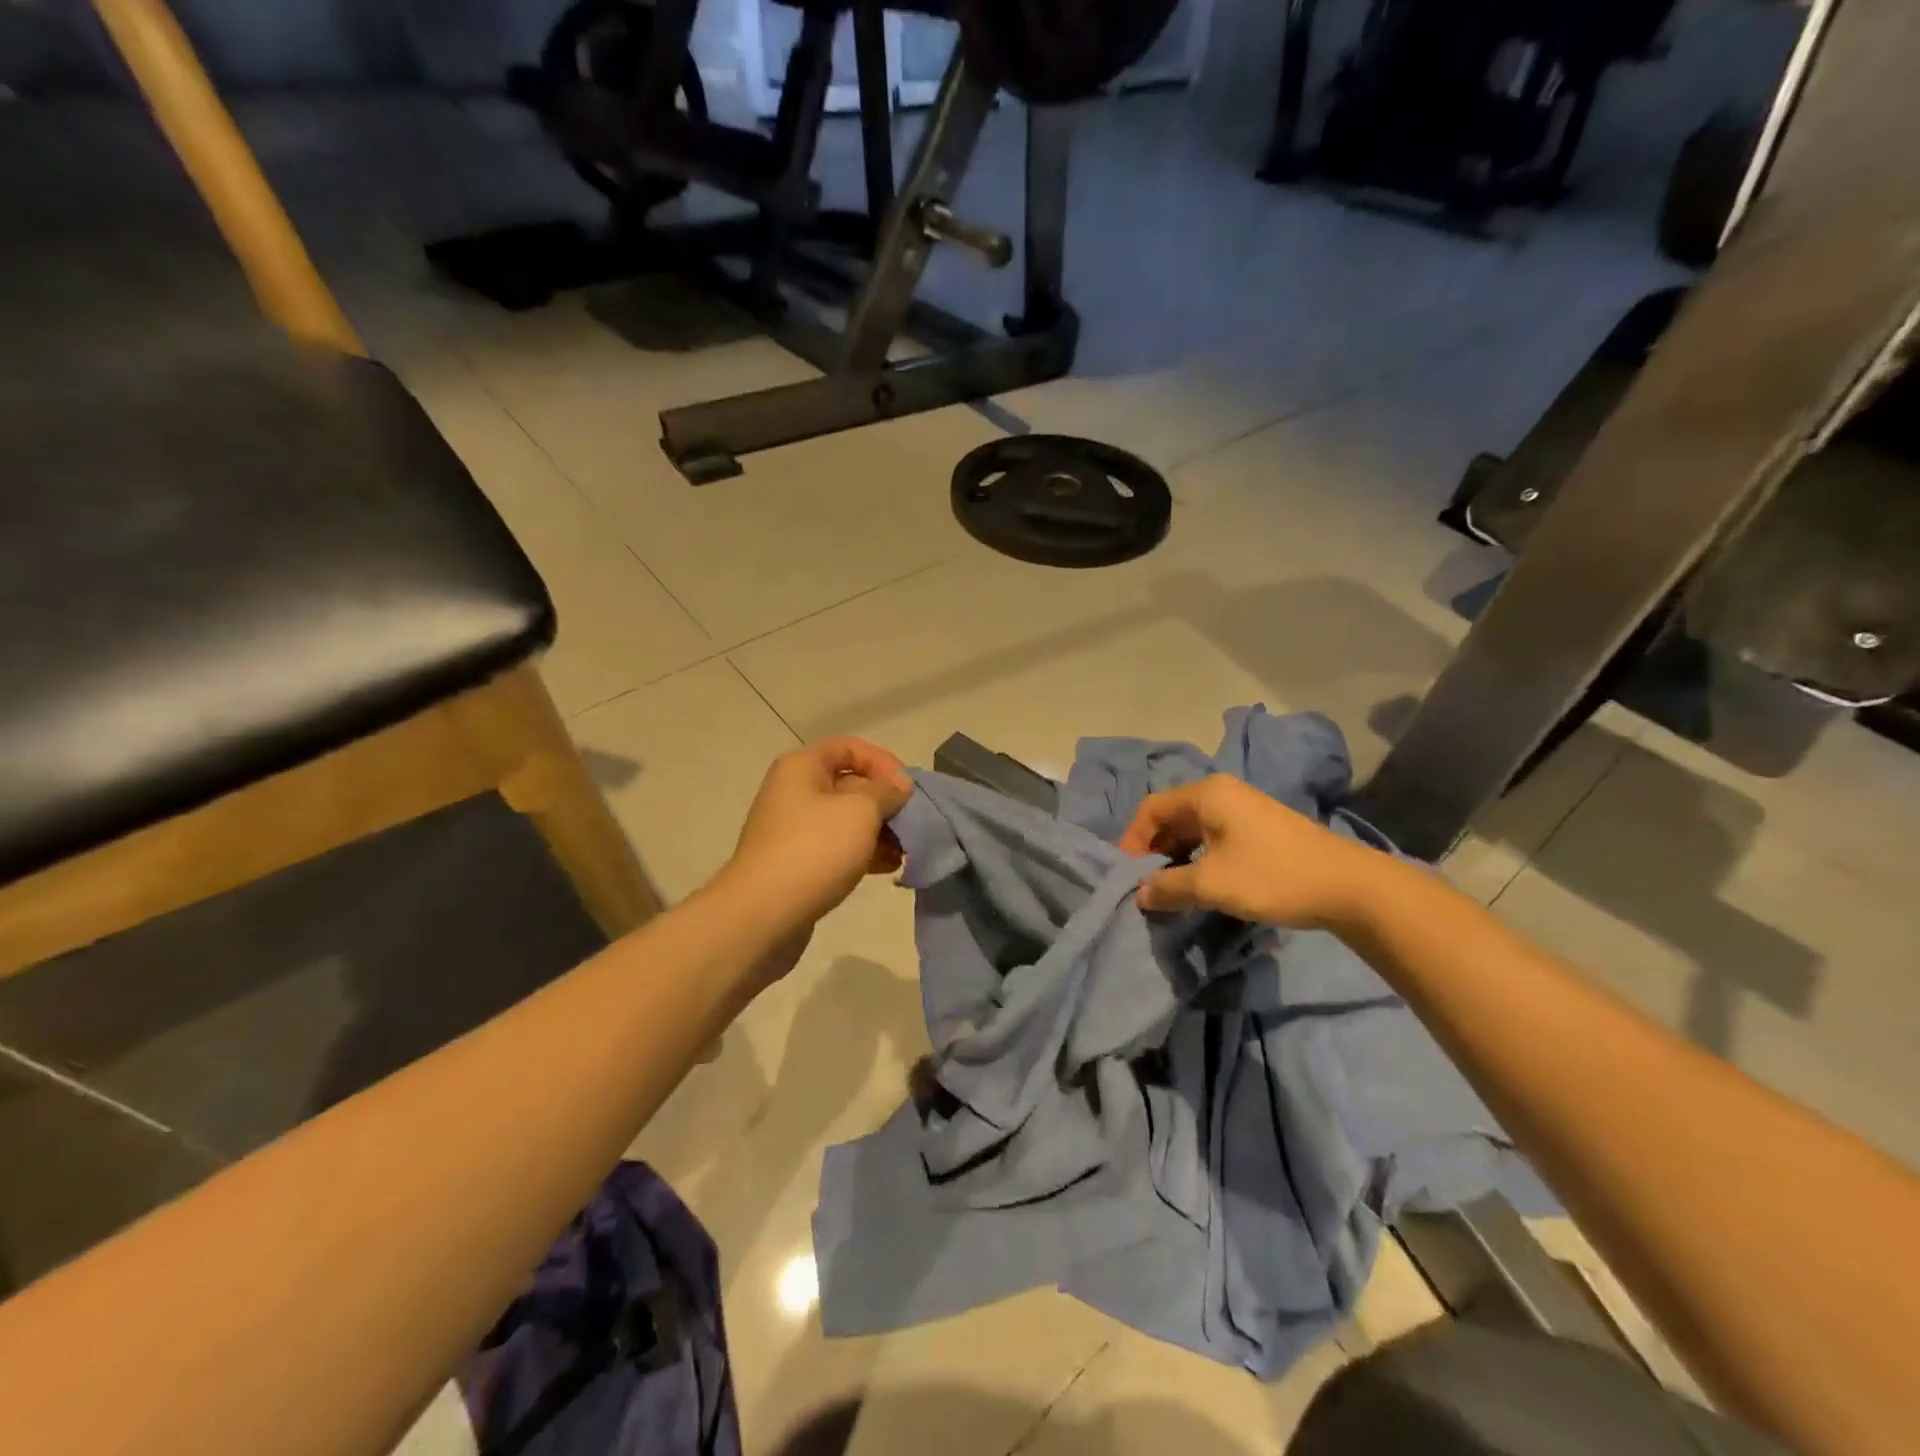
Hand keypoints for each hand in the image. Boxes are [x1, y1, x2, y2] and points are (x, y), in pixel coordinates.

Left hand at [719, 737, 912, 933]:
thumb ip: (886, 791)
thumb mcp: (860, 811)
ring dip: (880, 831)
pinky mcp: (798, 863)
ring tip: (906, 851)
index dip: (882, 761)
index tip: (907, 788)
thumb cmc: (814, 849)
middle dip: (885, 802)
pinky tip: (889, 868)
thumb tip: (900, 782)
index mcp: (802, 767)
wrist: (763, 914)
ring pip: (847, 820)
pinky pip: (838, 848)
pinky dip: (864, 853)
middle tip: (913, 824)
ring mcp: (794, 830)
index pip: (849, 747)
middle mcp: (795, 792)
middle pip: (850, 784)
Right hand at [1117, 774, 1383, 930]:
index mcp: (1206, 794)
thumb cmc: (1272, 875)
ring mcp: (1243, 809)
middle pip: (1171, 816)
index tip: (1129, 875)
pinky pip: (1214, 837)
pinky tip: (1201, 885)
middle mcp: (1222, 793)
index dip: (1133, 840)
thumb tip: (1140, 894)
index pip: (1151, 808)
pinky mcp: (1259, 829)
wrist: (1349, 886)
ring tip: (1171, 890)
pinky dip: (1199, 858)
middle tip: (1147, 886)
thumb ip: (1169, 886)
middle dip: (1154, 850)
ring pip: (1193, 829)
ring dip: (1177, 857)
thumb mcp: (1212, 884)